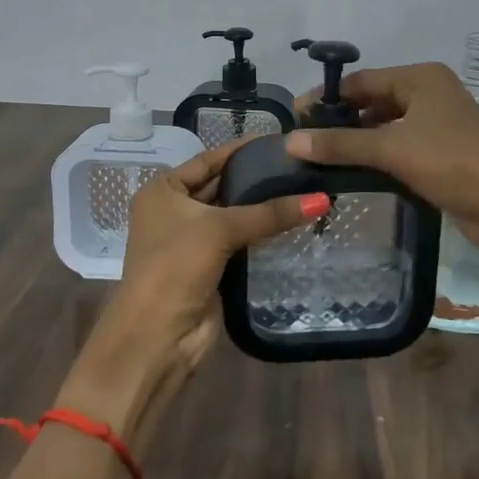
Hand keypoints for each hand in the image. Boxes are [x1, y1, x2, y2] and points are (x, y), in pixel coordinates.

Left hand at [55, 141, 325, 449]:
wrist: (157, 337)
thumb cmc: (176, 267)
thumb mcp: (220, 230)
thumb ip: (269, 213)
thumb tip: (321, 199)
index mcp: (163, 191)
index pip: (208, 159)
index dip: (241, 150)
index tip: (279, 140)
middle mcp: (173, 211)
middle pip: (221, 186)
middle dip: (256, 178)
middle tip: (300, 166)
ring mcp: (191, 241)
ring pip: (233, 216)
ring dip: (262, 208)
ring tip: (305, 189)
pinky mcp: (209, 267)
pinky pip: (240, 242)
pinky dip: (261, 234)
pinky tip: (293, 222)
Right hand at [285, 63, 478, 259]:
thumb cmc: (451, 163)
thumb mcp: (391, 149)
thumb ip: (340, 144)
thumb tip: (290, 141)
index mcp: (422, 78)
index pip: (362, 80)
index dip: (327, 99)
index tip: (295, 120)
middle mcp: (430, 93)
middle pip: (374, 101)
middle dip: (341, 121)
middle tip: (305, 142)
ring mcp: (438, 122)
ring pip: (386, 125)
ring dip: (358, 140)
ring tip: (322, 158)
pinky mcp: (442, 151)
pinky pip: (399, 145)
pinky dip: (377, 155)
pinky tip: (353, 171)